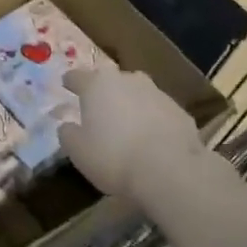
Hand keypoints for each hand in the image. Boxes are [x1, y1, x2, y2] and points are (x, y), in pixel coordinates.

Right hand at [58, 66, 212, 206]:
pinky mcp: (179, 110)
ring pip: (137, 93)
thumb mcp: (78, 151)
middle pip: (110, 80)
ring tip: (127, 124)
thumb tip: (67, 126)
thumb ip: (68, 134)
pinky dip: (152, 119)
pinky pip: (158, 111)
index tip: (66, 85)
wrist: (170, 169)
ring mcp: (156, 92)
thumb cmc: (114, 156)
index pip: (77, 76)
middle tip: (99, 107)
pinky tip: (152, 139)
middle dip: (104, 91)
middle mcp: (127, 80)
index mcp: (97, 85)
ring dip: (130, 104)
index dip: (70, 81)